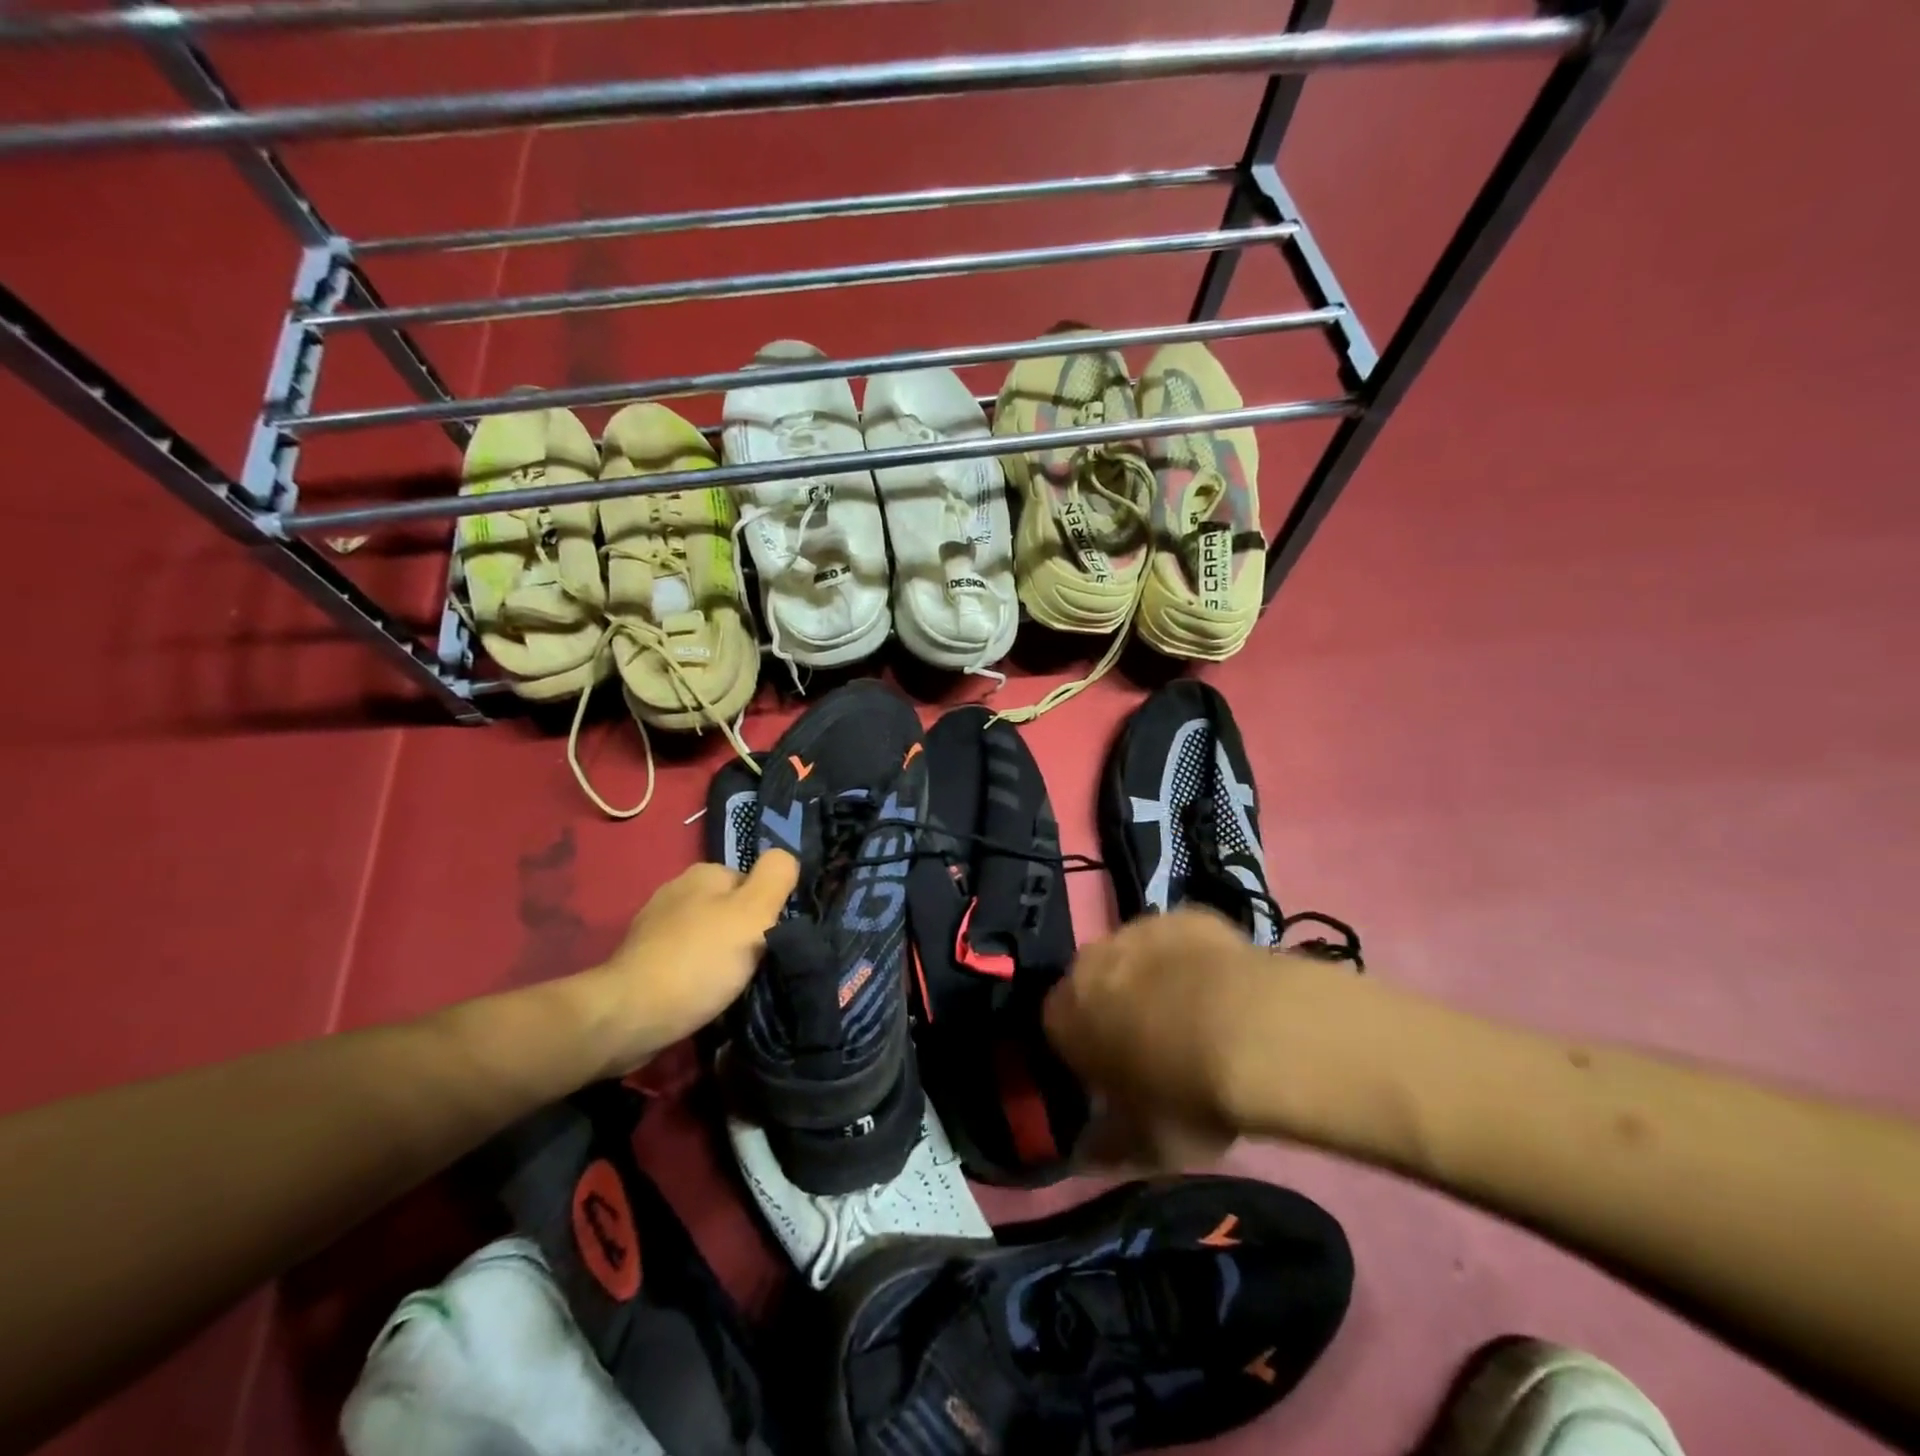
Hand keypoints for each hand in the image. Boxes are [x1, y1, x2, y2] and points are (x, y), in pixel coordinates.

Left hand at [580, 851, 797, 1073]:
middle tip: (755, 967)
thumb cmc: (699, 961)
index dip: (768, 912)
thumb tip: (786, 857)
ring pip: (707, 936)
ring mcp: (654, 926)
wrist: (628, 1017)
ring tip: (730, 986)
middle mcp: (677, 890)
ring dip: (720, 957)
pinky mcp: (641, 960)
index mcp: (704, 873)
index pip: (754, 884)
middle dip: (743, 935)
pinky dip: (697, 975)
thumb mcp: (754, 914)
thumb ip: (776, 877)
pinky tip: (703, 995)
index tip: (771, 942)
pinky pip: (685, 960)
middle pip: (730, 910)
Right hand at [1043, 907, 1364, 1168]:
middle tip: (1158, 1049)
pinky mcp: (1186, 915)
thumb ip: (1105, 1147)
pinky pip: (1180, 940)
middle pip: (1095, 986)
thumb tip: (1084, 1155)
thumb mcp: (1144, 1145)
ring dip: (1155, 981)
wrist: (1255, 1031)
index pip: (1058, 1030)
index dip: (1086, 1054)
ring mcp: (1139, 929)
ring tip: (1199, 1019)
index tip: (1116, 1079)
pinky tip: (1225, 989)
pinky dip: (1193, 960)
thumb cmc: (1184, 1095)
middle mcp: (1090, 962)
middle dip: (1116, 1009)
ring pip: (1136, 957)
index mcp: (1064, 1014)